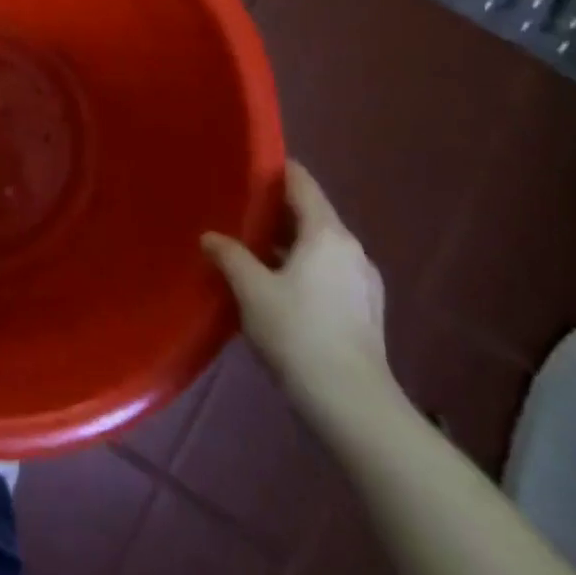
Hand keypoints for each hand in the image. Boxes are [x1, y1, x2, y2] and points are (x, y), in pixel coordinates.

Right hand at [202, 162, 393, 419]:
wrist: (353, 406)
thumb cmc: (299, 334)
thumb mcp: (251, 290)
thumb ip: (229, 255)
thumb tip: (210, 236)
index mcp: (327, 233)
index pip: (301, 182)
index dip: (273, 169)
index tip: (243, 168)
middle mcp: (351, 248)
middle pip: (310, 213)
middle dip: (273, 210)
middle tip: (235, 210)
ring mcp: (362, 281)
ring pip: (318, 245)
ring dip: (286, 242)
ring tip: (249, 249)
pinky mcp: (364, 310)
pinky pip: (327, 271)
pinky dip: (301, 267)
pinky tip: (275, 286)